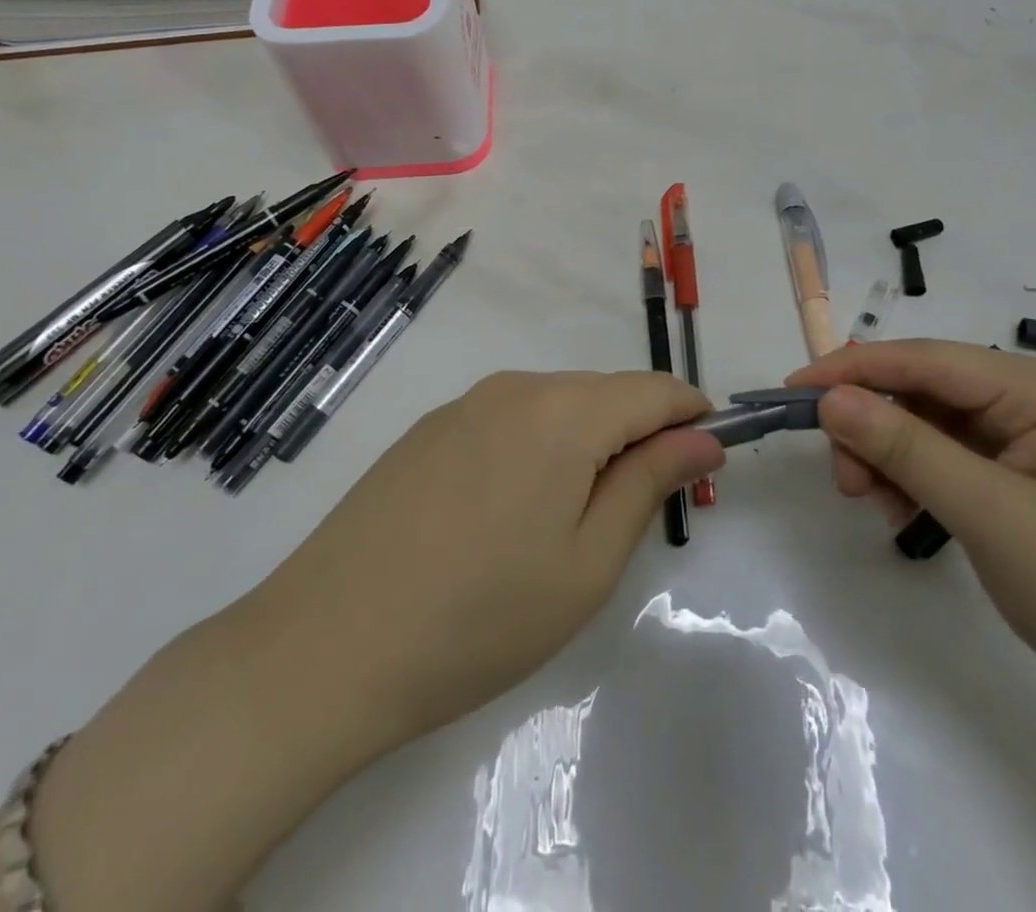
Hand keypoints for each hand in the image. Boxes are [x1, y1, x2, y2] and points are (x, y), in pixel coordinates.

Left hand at [252, 370, 721, 750]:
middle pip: (604, 392)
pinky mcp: (429, 428)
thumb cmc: (480, 618)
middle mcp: (516, 388)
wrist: (326, 647)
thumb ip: (650, 483)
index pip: (653, 389)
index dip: (691, 414)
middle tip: (646, 503)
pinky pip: (509, 418)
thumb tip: (702, 437)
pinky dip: (539, 444)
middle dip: (640, 432)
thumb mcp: (588, 562)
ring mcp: (465, 404)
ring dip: (588, 439)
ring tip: (577, 515)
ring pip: (556, 403)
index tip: (709, 455)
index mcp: (564, 412)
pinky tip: (513, 508)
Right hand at [789, 341, 1035, 726]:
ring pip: (934, 422)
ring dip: (893, 455)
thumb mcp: (987, 515)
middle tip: (844, 479)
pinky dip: (919, 476)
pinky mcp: (1030, 469)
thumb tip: (830, 399)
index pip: (929, 359)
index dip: (855, 369)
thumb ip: (905, 448)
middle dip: (876, 426)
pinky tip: (904, 510)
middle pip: (929, 390)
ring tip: (873, 503)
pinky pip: (955, 453)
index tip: (793, 390)